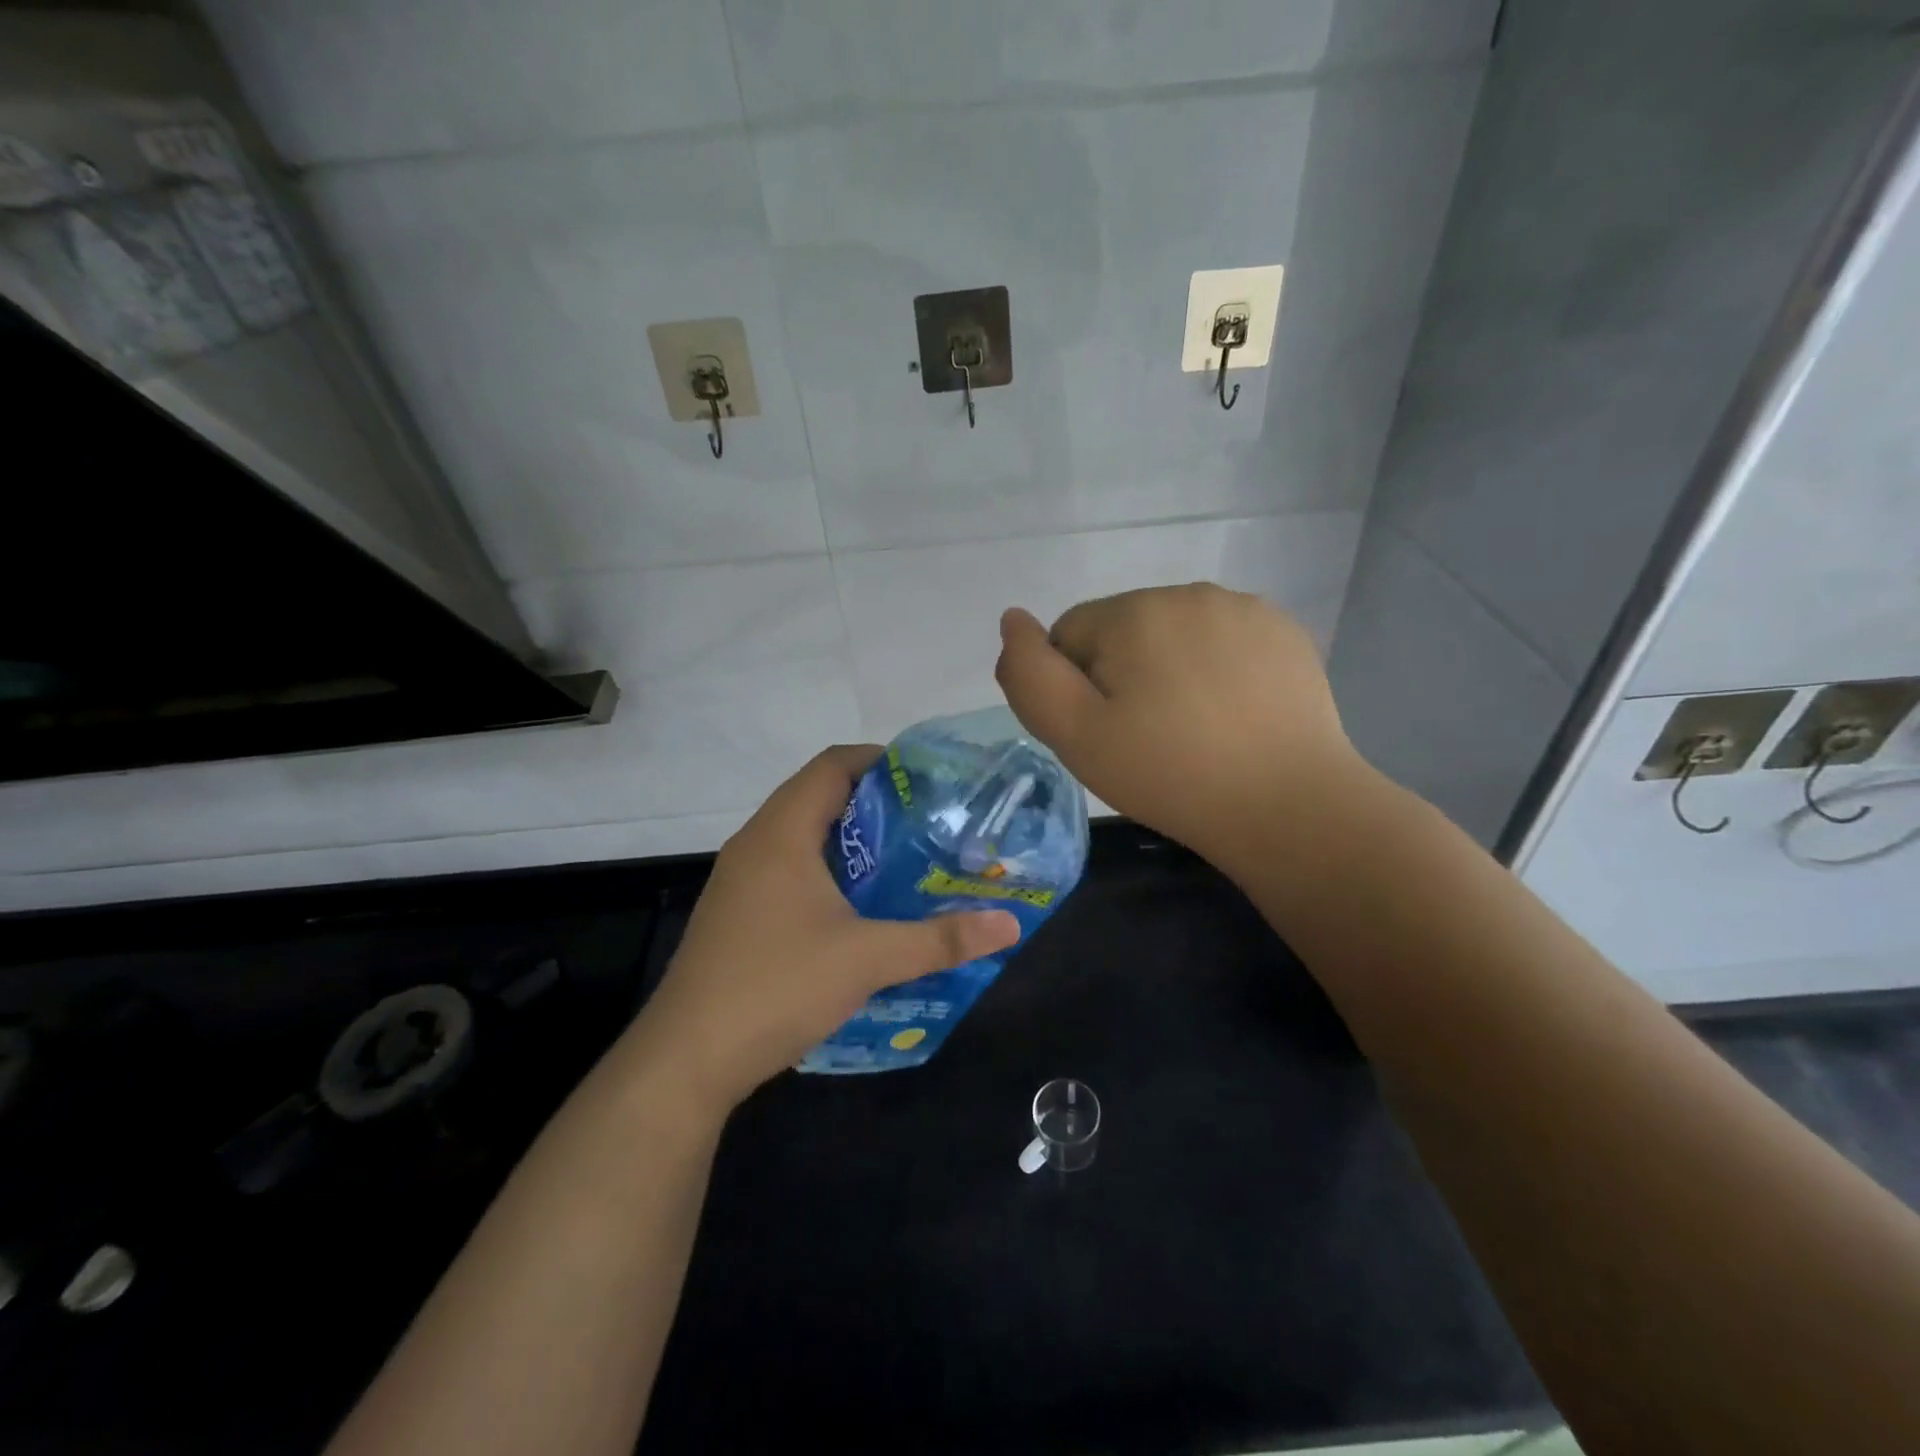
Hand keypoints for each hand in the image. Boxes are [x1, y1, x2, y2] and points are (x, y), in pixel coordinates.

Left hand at [628, 745, 1020, 1116]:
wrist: (686, 1059)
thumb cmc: (776, 986)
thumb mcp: (867, 959)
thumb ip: (940, 939)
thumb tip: (1009, 924)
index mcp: (781, 832)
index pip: (832, 765)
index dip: (880, 761)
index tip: (928, 780)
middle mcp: (756, 843)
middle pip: (819, 797)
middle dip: (875, 804)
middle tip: (929, 823)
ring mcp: (741, 881)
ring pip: (803, 837)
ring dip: (851, 842)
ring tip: (904, 861)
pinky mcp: (737, 914)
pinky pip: (789, 870)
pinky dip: (828, 872)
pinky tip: (860, 909)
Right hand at [993, 585, 1363, 871]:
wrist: (1287, 805)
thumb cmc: (1168, 774)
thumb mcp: (1075, 736)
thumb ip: (1029, 675)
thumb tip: (1013, 619)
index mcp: (1131, 612)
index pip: (1069, 635)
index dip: (1074, 688)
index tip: (1104, 733)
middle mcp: (1185, 592)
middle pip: (1121, 630)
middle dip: (1120, 674)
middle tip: (1145, 737)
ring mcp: (1242, 608)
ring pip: (1172, 633)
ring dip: (1167, 668)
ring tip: (1191, 729)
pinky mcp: (1283, 631)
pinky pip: (1222, 640)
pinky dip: (1215, 668)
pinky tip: (1231, 714)